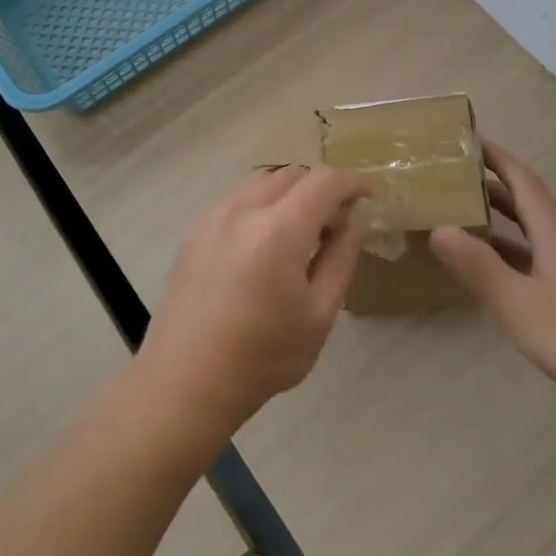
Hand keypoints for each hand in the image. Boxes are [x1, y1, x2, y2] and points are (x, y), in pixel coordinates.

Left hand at [136, 166, 371, 437]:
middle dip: (321, 187)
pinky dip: (261, 205)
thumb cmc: (264, 356)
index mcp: (279, 229)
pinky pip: (237, 200)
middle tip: (336, 221)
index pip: (325, 181)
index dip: (353, 183)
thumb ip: (342, 257)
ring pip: (262, 182)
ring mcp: (214, 217)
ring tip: (300, 231)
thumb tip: (357, 217)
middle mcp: (244, 210)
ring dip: (289, 193)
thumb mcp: (320, 313)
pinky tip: (263, 244)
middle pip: (292, 174)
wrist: (187, 381)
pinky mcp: (195, 232)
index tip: (369, 200)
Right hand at [430, 141, 555, 396]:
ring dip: (503, 223)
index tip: (471, 140)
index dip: (498, 159)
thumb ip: (478, 267)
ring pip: (534, 236)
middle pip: (529, 205)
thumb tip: (438, 228)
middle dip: (495, 188)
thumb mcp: (517, 303)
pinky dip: (513, 255)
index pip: (524, 182)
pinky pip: (539, 261)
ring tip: (466, 221)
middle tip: (457, 180)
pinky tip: (497, 275)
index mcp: (555, 234)